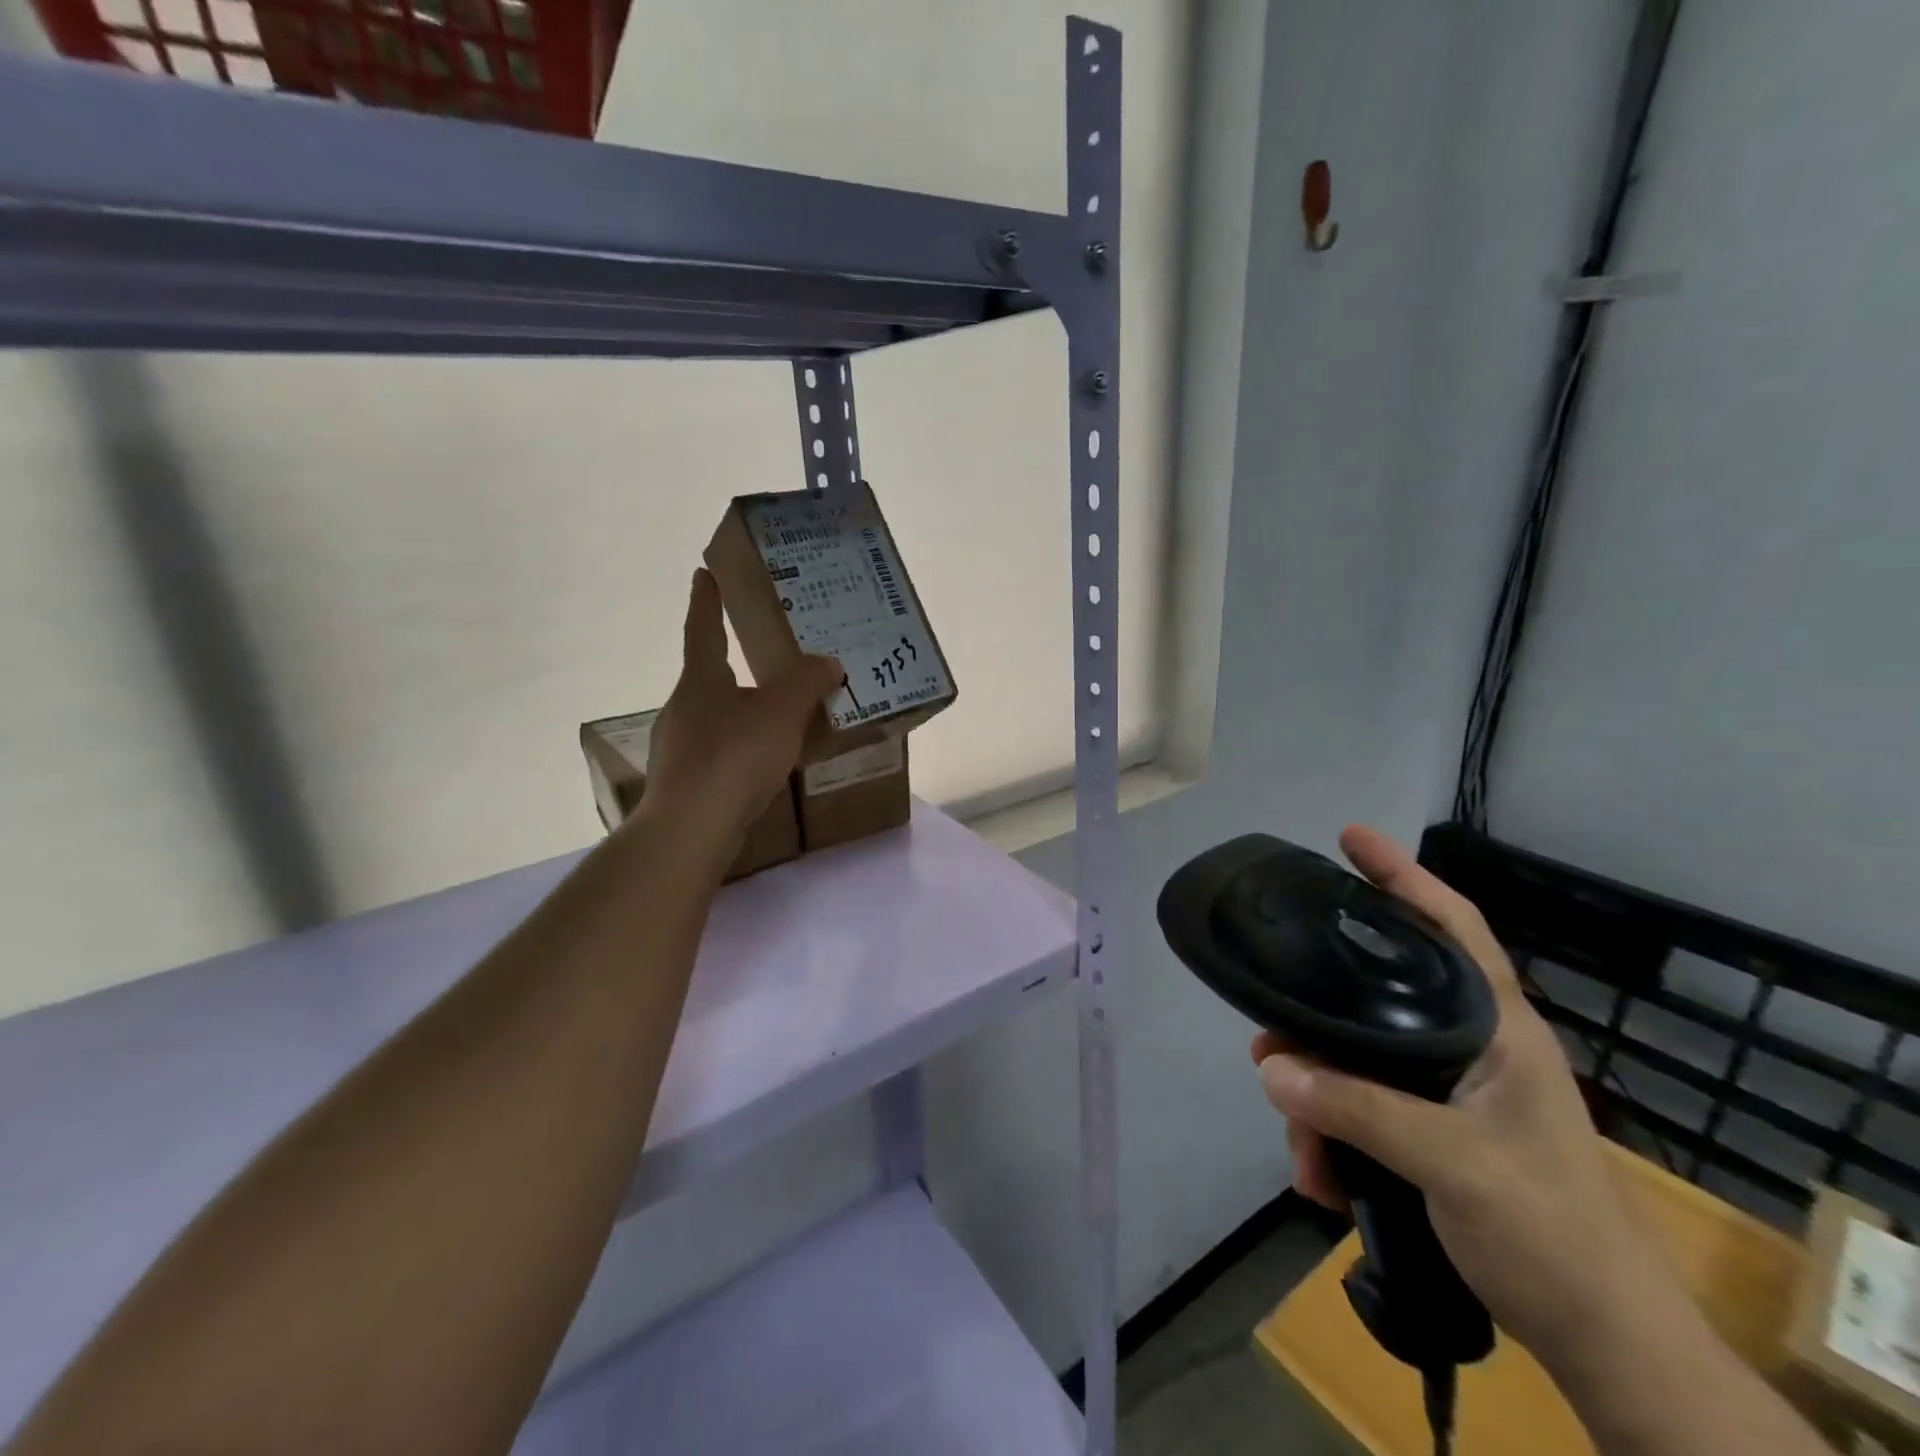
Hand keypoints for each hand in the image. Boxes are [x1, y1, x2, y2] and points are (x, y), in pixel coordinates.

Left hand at [643, 569, 841, 856]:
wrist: (691, 828)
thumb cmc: (734, 755)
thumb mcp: (781, 712)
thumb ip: (806, 683)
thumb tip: (829, 662)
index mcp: (701, 681)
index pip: (703, 630)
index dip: (707, 601)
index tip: (704, 573)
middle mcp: (684, 709)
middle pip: (709, 677)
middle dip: (732, 664)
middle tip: (765, 657)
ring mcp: (680, 749)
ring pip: (716, 718)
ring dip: (742, 711)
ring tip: (776, 716)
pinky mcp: (687, 784)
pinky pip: (721, 754)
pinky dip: (743, 749)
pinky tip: (764, 765)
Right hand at [1252, 825, 1669, 1377]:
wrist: (1607, 1348)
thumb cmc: (1552, 1235)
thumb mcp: (1452, 1164)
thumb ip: (1357, 1108)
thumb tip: (1269, 1066)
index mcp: (1497, 1030)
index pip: (1453, 927)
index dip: (1403, 876)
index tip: (1349, 838)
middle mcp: (1470, 1048)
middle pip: (1375, 1001)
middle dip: (1316, 1025)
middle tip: (1268, 1040)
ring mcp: (1449, 1093)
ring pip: (1357, 1063)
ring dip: (1317, 1103)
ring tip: (1300, 1152)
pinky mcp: (1432, 1134)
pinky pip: (1360, 1111)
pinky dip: (1332, 1139)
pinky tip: (1321, 1180)